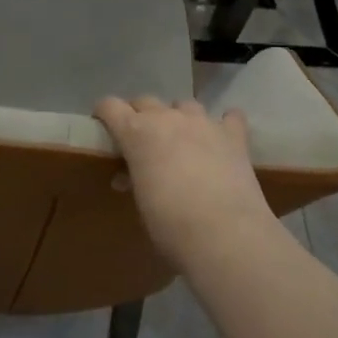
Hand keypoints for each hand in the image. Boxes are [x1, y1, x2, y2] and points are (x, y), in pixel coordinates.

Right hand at [94, 96, 275, 265]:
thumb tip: (128, 177)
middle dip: (140, 116)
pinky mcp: (234, 135)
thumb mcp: (141, 201)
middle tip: (142, 142)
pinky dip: (224, 124)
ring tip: (182, 141)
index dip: (104, 114)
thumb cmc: (171, 225)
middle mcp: (169, 118)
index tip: (103, 126)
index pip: (110, 106)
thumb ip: (134, 179)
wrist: (225, 235)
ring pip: (185, 105)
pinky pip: (229, 117)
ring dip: (179, 118)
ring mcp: (204, 122)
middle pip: (147, 102)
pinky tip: (224, 138)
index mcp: (137, 133)